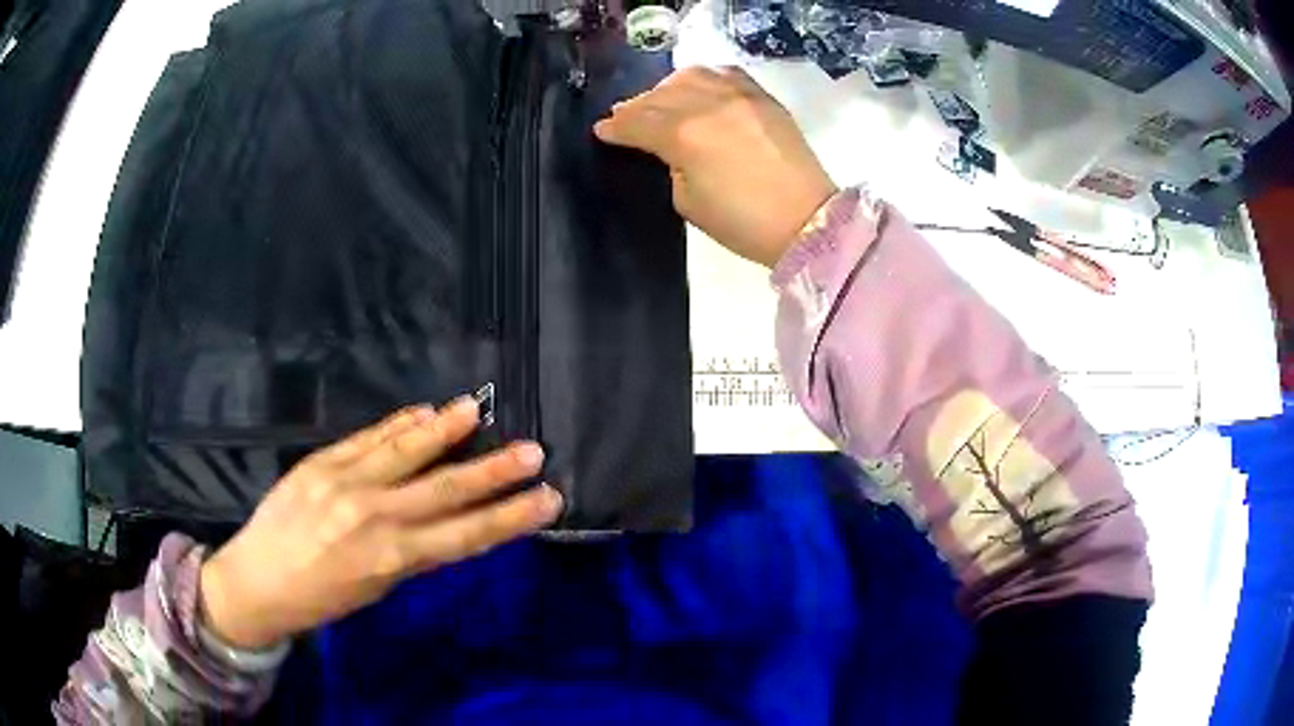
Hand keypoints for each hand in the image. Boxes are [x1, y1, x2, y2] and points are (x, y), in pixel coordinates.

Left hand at [199, 397, 561, 649]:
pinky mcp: (320, 461)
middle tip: (534, 451)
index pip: (466, 535)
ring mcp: (344, 482)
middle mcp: (374, 516)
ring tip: (478, 409)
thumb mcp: (375, 588)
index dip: (510, 517)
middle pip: (446, 489)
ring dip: (446, 430)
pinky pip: (368, 437)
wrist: (258, 580)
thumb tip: (444, 520)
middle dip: (494, 471)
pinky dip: (399, 423)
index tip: (547, 500)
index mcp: (392, 559)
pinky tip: (423, 411)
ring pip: (407, 450)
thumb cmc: (321, 598)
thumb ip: (410, 552)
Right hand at [595, 66, 836, 267]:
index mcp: (685, 136)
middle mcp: (709, 104)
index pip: (638, 123)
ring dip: (667, 88)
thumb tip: (666, 147)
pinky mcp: (763, 97)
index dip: (615, 127)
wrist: (807, 222)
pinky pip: (725, 73)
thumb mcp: (687, 202)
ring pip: (690, 76)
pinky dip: (705, 78)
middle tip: (623, 117)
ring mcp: (740, 95)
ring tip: (660, 101)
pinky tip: (699, 89)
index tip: (602, 130)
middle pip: (659, 96)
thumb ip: (670, 164)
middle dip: (636, 107)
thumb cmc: (743, 223)